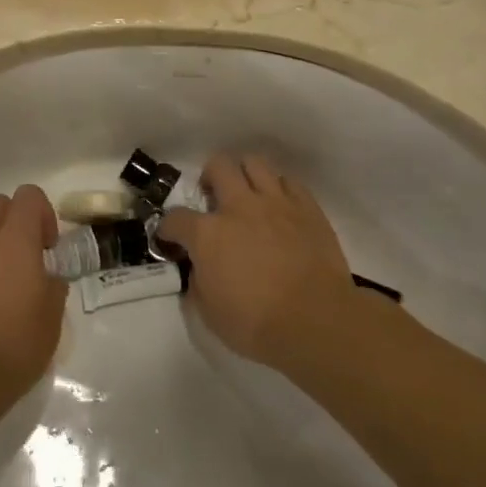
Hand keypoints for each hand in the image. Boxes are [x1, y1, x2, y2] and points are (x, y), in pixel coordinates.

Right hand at [158, 153, 362, 369]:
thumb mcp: (210, 313)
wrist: (317, 322)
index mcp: (208, 234)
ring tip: (247, 193)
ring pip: (254, 163)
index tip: (170, 238)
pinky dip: (279, 188)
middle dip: (209, 177)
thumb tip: (199, 270)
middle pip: (218, 166)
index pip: (176, 218)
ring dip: (245, 174)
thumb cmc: (258, 324)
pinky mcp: (307, 207)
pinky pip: (289, 181)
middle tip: (213, 198)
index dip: (168, 228)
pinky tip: (279, 206)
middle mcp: (239, 207)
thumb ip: (198, 283)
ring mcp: (276, 202)